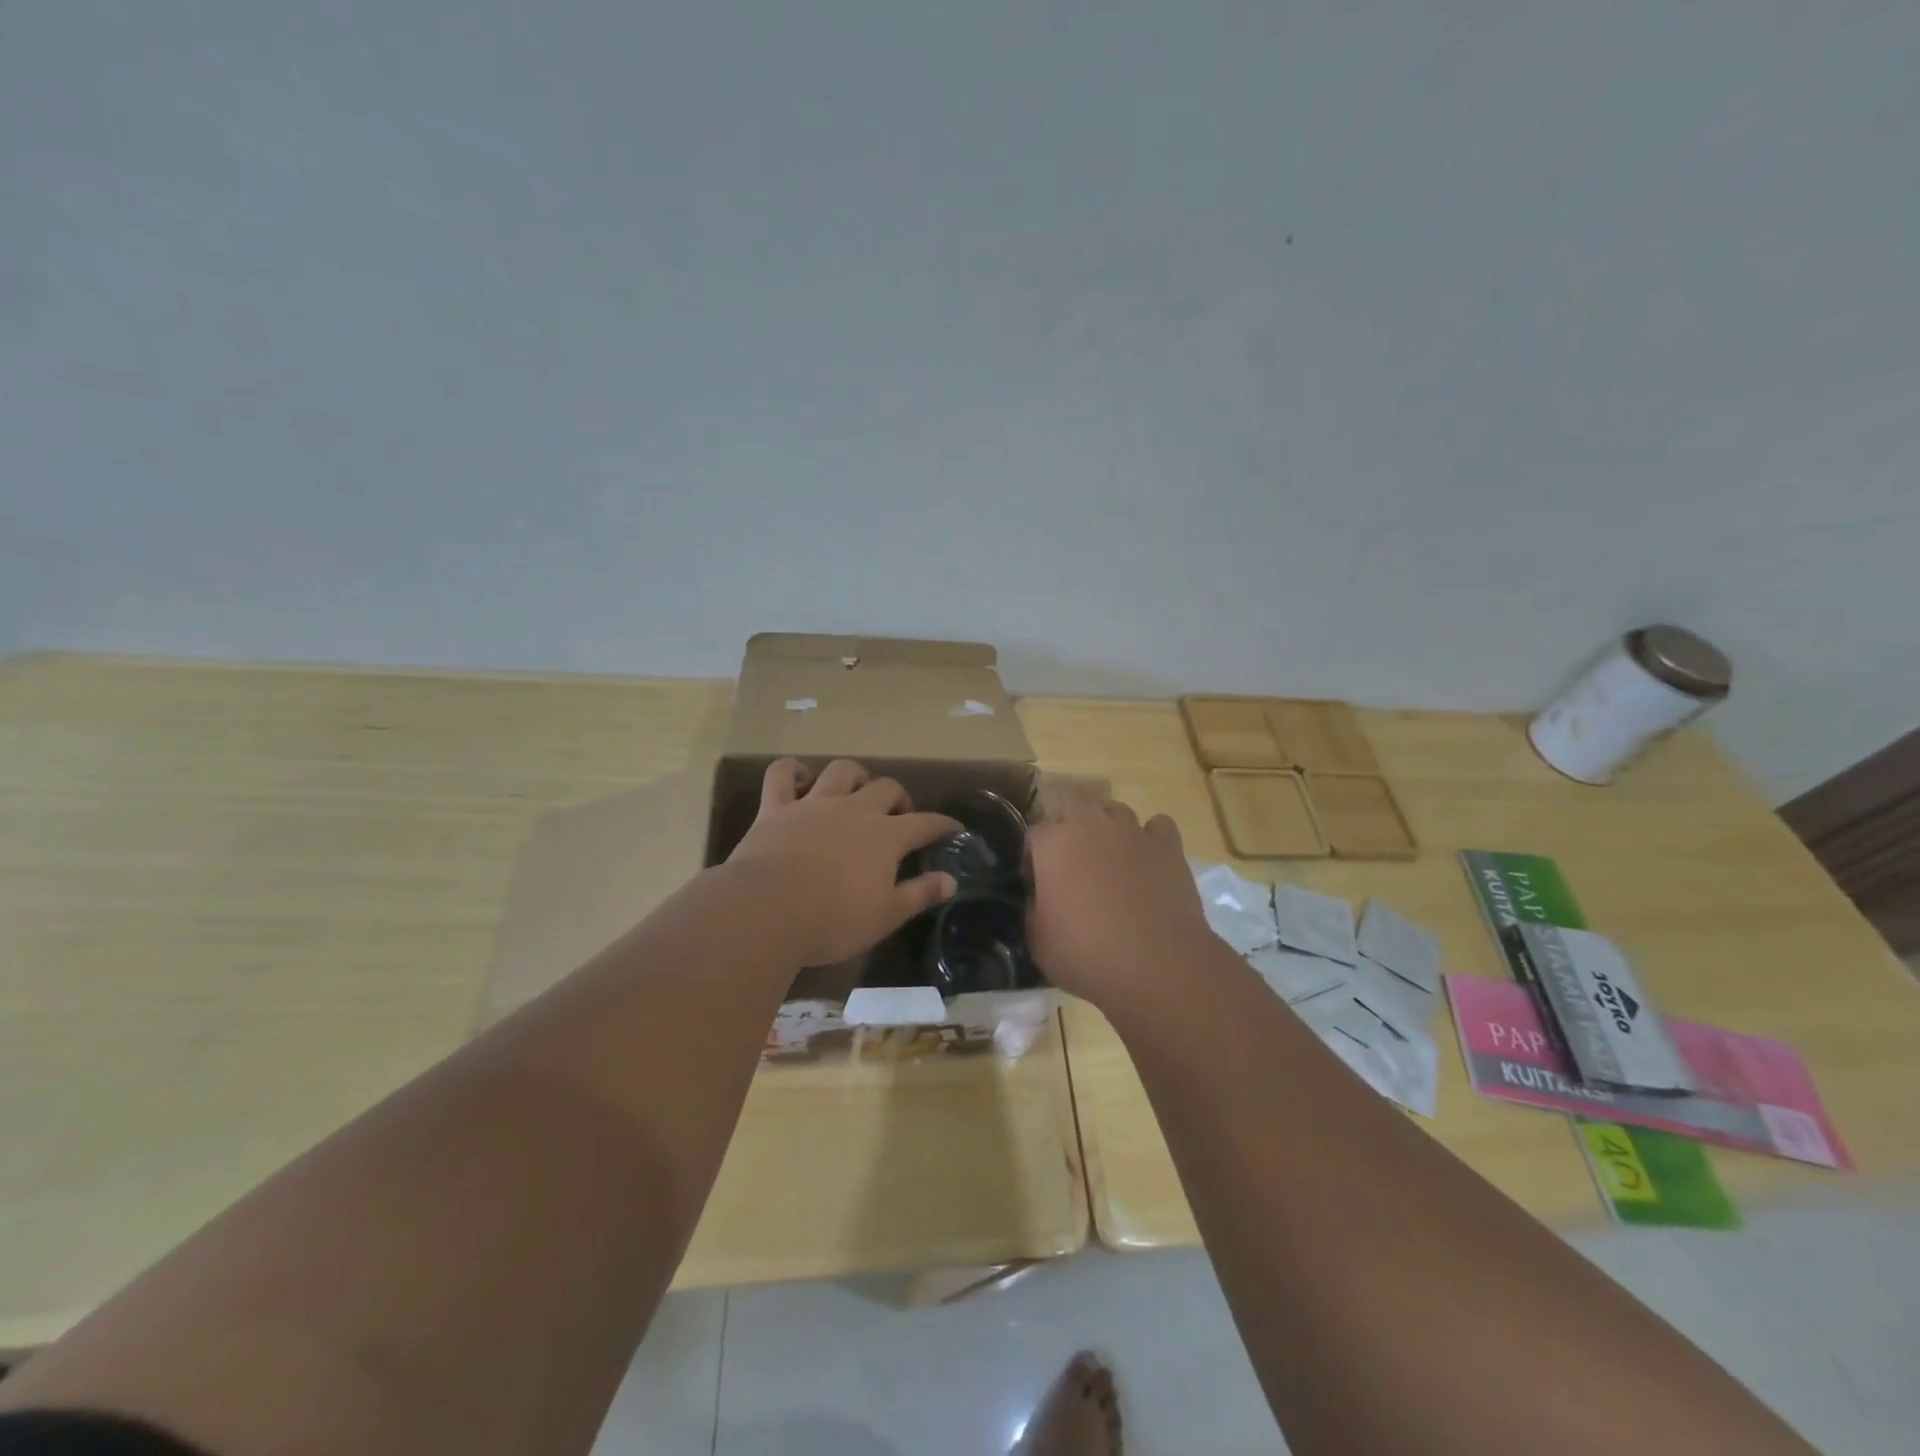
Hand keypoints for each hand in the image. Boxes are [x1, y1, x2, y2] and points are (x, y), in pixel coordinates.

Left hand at [726, 759, 961, 965]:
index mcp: (886, 837)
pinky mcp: (776, 808)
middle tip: (899, 814)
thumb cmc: (833, 920)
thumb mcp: (886, 916)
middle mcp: (855, 810)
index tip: (954, 828)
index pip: (925, 823)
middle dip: (899, 797)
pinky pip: (782, 774)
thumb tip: (951, 881)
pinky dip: (791, 770)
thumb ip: (920, 894)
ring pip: (841, 771)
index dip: (943, 824)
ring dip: (854, 776)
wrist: (767, 912)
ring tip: (856, 791)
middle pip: (886, 788)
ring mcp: (814, 804)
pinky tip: (799, 778)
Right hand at [1025, 788, 1214, 1010]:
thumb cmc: (1088, 955)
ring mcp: (1133, 831)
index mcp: (1053, 844)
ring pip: (1114, 810)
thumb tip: (1039, 897)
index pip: (1033, 833)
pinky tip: (1148, 859)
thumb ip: (1033, 908)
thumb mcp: (1038, 942)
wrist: (1158, 966)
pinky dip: (1150, 838)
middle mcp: (1091, 825)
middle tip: (1070, 857)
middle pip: (1071, 800)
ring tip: (1110, 858)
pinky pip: (1157, 826)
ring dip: (1107, 827)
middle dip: (1067, 821)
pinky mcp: (1168, 845)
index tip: (1037, 882)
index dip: (1033, 857)